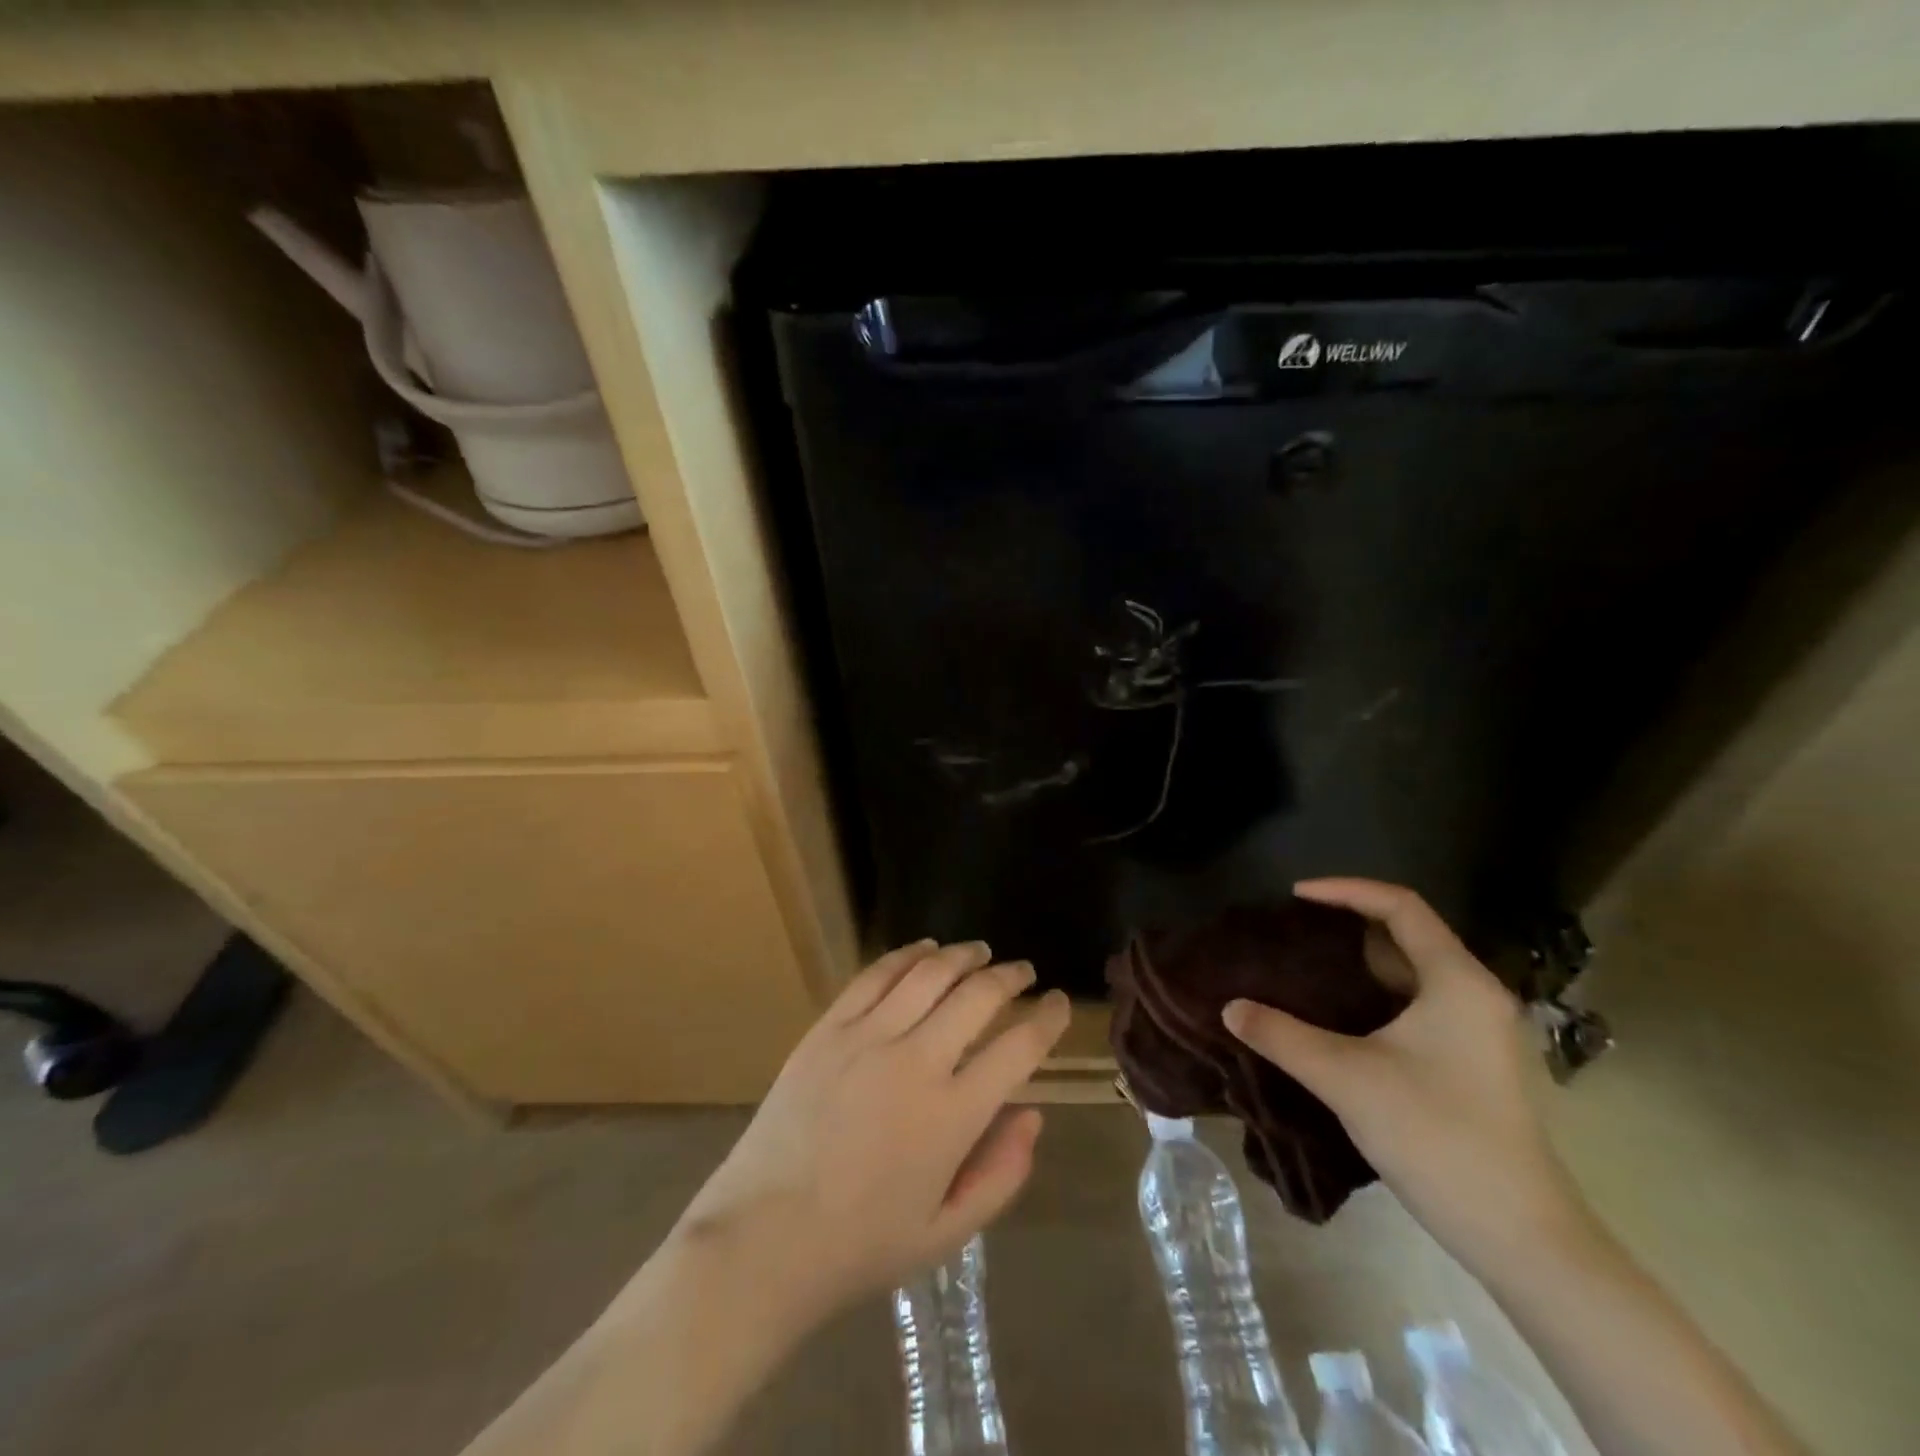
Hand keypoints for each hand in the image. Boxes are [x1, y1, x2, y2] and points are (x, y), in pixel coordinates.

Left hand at [672, 939, 1071, 1318]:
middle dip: (1010, 977)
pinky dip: (907, 955)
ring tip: (980, 952)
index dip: (1048, 1019)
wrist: (762, 1239)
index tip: (1060, 1003)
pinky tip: (924, 950)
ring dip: (963, 956)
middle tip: (1024, 972)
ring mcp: (866, 1038)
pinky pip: (875, 976)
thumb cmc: (860, 1246)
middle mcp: (916, 1063)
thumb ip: (1001, 1174)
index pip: (1018, 1049)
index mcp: (952, 1116)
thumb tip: (1033, 1115)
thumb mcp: (946, 1233)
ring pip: (929, 974)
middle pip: (978, 996)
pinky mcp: (827, 1029)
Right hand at [1223, 878, 1586, 1263]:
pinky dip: (1372, 997)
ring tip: (1301, 967)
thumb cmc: (1436, 1136)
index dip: (1345, 890)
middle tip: (1290, 931)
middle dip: (1345, 927)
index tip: (1293, 897)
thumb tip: (1229, 1007)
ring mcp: (1478, 1031)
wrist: (1520, 1235)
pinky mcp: (1472, 1062)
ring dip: (1357, 965)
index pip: (1401, 905)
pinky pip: (1416, 1006)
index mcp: (1456, 980)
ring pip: (1410, 975)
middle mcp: (1474, 994)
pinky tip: (1334, 1017)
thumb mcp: (1345, 1078)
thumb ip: (1281, 1035)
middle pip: (1405, 936)